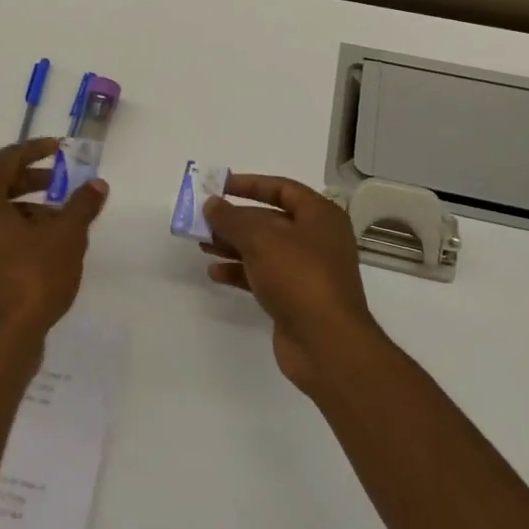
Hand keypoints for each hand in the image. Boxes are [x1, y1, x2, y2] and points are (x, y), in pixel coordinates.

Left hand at [0, 139, 107, 358]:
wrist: (0, 344)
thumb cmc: (31, 279)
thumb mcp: (66, 236)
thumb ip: (81, 205)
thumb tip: (97, 185)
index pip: (6, 160)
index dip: (36, 150)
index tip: (61, 149)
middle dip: (33, 182)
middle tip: (63, 183)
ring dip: (27, 211)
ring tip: (62, 222)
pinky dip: (15, 232)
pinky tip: (45, 247)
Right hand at [202, 175, 383, 394]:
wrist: (326, 343)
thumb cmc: (299, 276)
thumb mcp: (261, 239)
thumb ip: (231, 218)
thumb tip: (211, 204)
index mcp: (320, 216)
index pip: (282, 189)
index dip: (250, 184)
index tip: (219, 186)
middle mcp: (316, 239)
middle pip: (270, 220)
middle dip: (235, 219)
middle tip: (203, 220)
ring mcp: (306, 271)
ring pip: (264, 250)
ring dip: (233, 245)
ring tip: (202, 244)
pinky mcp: (294, 298)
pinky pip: (262, 276)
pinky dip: (240, 272)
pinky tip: (214, 273)